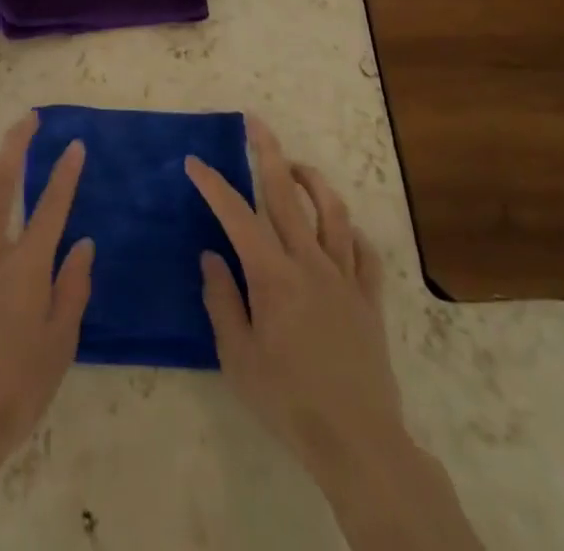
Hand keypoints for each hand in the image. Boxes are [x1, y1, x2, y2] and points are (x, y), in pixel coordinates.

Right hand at [186, 118, 481, 549]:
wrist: (357, 442)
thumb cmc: (288, 400)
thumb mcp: (238, 357)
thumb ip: (222, 300)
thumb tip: (211, 256)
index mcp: (273, 275)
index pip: (237, 216)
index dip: (214, 185)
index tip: (194, 162)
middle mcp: (309, 262)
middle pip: (287, 194)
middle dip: (268, 152)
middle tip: (255, 122)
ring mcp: (344, 277)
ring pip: (333, 212)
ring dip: (313, 181)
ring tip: (296, 166)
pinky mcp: (368, 299)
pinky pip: (365, 253)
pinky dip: (352, 232)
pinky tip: (341, 228)